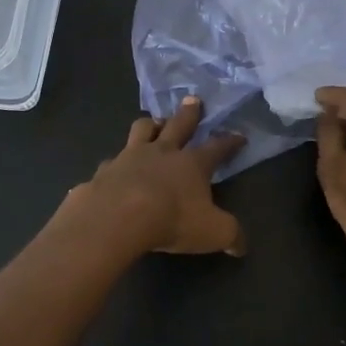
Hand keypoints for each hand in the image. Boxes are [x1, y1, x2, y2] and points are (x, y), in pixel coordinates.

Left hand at [64, 97, 246, 256]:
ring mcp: (129, 157)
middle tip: (193, 99)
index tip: (239, 136)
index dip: (230, 142)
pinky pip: (110, 162)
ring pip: (141, 130)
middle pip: (178, 125)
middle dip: (189, 113)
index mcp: (192, 163)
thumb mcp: (213, 232)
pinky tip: (113, 170)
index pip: (217, 148)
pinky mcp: (104, 171)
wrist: (116, 218)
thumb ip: (230, 235)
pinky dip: (115, 164)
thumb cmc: (172, 220)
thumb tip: (241, 245)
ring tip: (153, 122)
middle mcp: (162, 152)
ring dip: (150, 125)